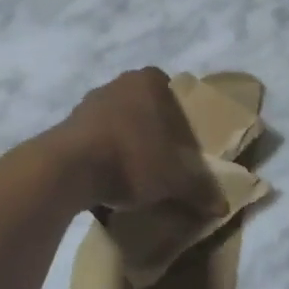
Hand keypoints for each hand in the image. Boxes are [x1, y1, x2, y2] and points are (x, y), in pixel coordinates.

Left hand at [54, 68, 223, 214]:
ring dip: (126, 145)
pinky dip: (103, 157)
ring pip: (118, 123)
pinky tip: (108, 181)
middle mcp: (117, 83)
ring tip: (135, 177)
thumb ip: (199, 189)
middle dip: (153, 133)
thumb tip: (222, 206)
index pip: (173, 94)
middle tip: (163, 162)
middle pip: (145, 108)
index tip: (183, 148)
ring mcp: (88, 103)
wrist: (68, 170)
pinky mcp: (65, 126)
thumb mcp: (175, 179)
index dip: (181, 121)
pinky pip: (94, 140)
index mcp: (148, 82)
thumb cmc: (132, 158)